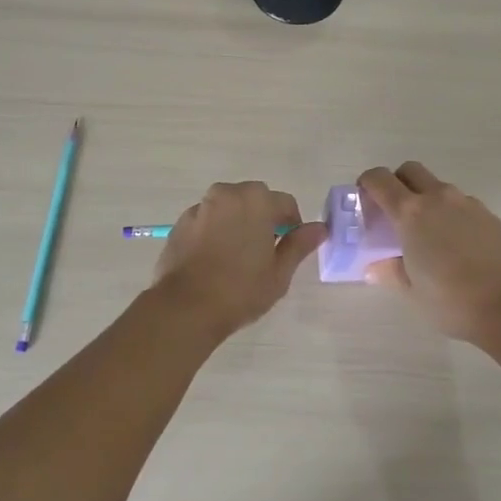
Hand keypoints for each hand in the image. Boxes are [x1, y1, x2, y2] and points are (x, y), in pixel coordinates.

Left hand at [150, 182, 327, 338]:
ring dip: (237, 223)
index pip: (285, 204)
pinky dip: (214, 231)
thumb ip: (299, 245)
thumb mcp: (279, 272)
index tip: (288, 250)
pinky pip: (207, 220)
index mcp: (256, 200)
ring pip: (229, 208)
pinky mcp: (181, 222)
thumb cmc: (240, 290)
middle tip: (264, 253)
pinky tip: (213, 260)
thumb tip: (320, 228)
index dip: (292, 226)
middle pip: (255, 200)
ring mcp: (201, 206)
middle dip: (263, 219)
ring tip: (237, 257)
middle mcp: (227, 193)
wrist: (185, 307)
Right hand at [358, 162, 500, 343]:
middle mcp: (438, 198)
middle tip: (393, 212)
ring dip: (425, 198)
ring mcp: (466, 203)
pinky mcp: (488, 214)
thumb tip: (374, 266)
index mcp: (411, 213)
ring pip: (437, 186)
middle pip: (410, 170)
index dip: (366, 183)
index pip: (380, 180)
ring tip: (427, 233)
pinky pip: (460, 203)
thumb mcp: (411, 292)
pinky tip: (455, 243)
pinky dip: (450, 213)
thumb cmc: (452, 300)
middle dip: (397, 183)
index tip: (363, 199)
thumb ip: (389, 272)